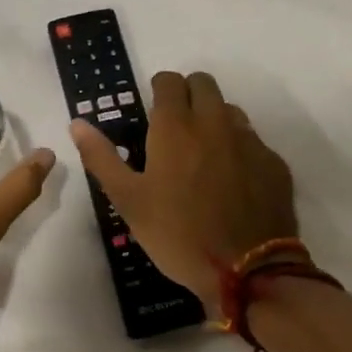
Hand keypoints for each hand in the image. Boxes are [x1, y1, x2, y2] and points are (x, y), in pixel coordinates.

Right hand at [69, 71, 298, 306]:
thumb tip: (77, 123)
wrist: (246, 271)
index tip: (152, 113)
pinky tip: (232, 182)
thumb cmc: (177, 234)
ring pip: (230, 110)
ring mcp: (250, 141)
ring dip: (214, 120)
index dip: (159, 90)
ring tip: (203, 156)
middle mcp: (215, 123)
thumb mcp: (128, 200)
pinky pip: (253, 141)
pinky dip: (239, 149)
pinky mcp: (274, 164)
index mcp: (176, 127)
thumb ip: (101, 157)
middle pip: (203, 83)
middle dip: (188, 95)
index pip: (169, 81)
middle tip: (175, 130)